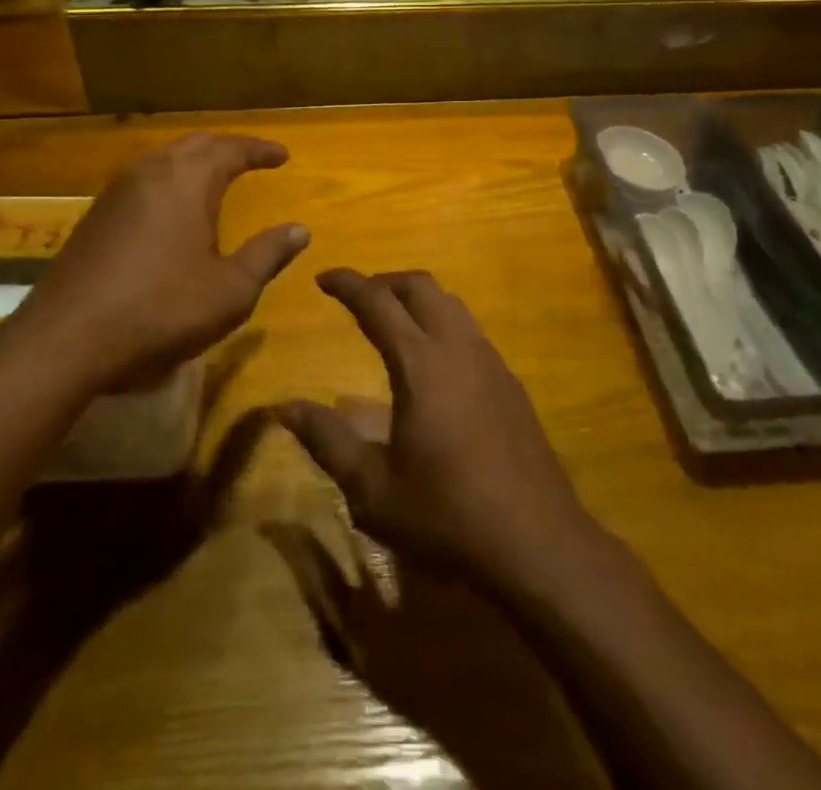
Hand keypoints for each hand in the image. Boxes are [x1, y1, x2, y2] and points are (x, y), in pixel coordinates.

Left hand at [17, 133, 308, 390]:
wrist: (66, 340)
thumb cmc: (161, 310)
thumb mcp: (231, 290)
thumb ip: (268, 254)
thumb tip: (300, 229)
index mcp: (188, 181)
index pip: (232, 149)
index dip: (260, 150)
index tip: (283, 156)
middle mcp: (150, 173)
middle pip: (195, 145)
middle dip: (227, 149)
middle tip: (250, 160)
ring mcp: (116, 193)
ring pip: (163, 159)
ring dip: (193, 162)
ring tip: (213, 178)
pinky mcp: (94, 217)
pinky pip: (141, 181)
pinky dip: (167, 182)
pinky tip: (168, 208)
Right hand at [278, 269, 599, 592]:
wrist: (536, 541)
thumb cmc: (446, 515)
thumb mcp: (373, 489)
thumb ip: (327, 441)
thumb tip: (284, 408)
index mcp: (420, 364)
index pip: (377, 303)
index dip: (348, 284)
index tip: (323, 277)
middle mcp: (457, 347)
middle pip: (420, 287)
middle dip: (384, 281)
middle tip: (357, 297)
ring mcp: (490, 361)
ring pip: (450, 303)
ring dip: (417, 298)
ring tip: (393, 320)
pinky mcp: (510, 382)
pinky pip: (470, 329)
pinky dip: (442, 321)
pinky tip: (434, 360)